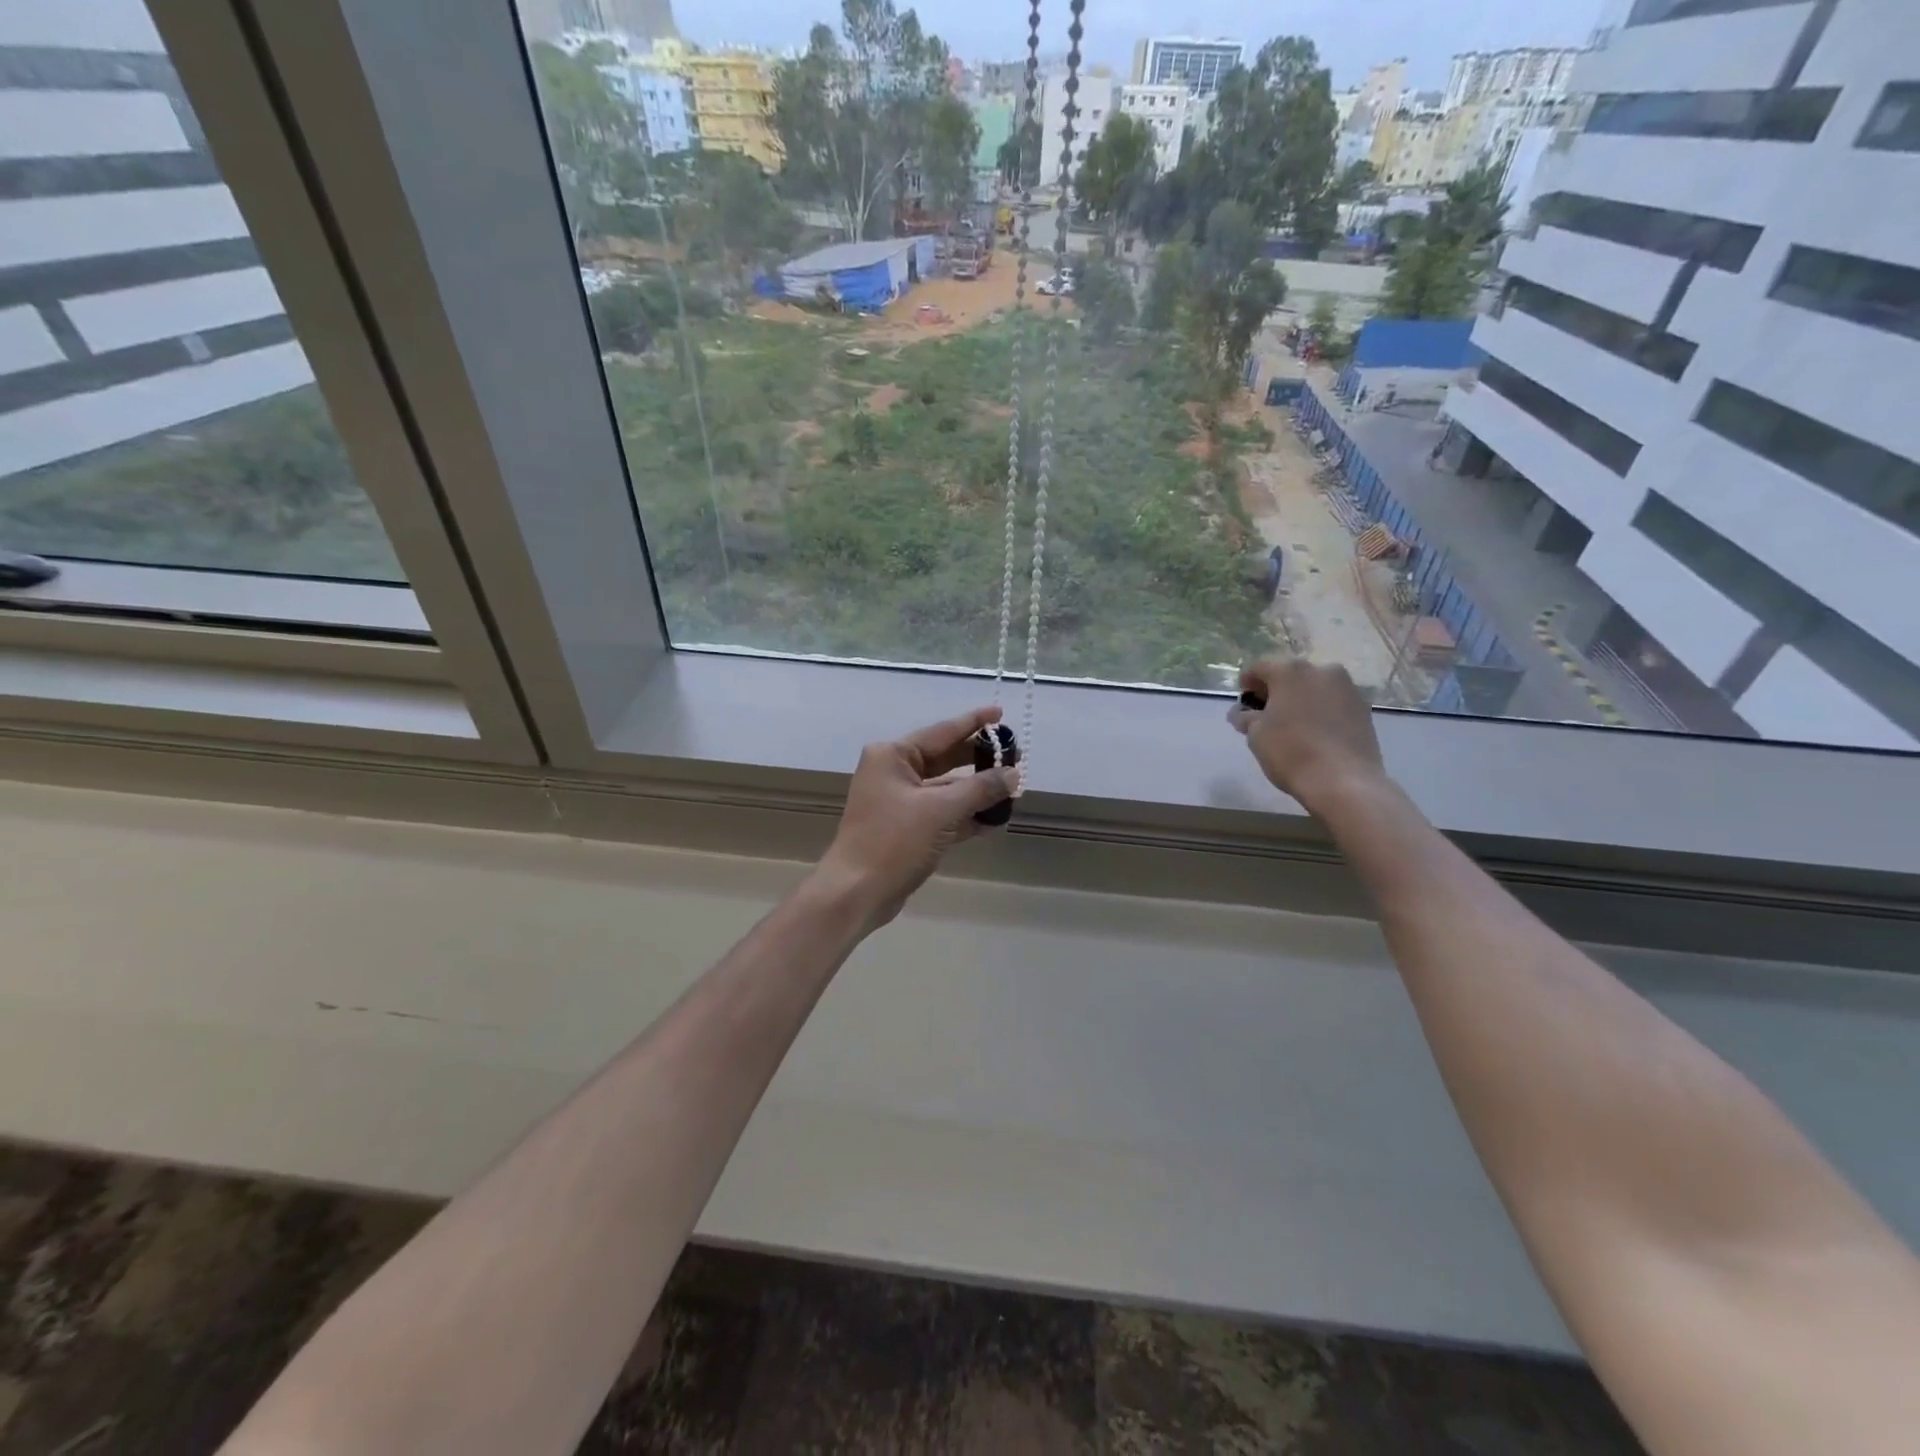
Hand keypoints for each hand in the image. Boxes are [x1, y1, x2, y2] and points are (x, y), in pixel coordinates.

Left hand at [813, 706, 1018, 929]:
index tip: (1000, 713)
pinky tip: (993, 821)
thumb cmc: (894, 841)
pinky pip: (941, 813)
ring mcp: (898, 802)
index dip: (974, 722)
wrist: (856, 893)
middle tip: (1015, 758)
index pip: (943, 731)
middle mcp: (893, 772)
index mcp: (893, 756)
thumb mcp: (941, 810)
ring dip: (976, 792)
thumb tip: (1013, 775)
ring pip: (946, 789)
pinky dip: (965, 816)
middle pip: (946, 759)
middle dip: (980, 761)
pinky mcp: (905, 828)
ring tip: (1012, 792)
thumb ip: (980, 788)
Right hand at [1228, 658, 1387, 814]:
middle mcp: (1321, 670)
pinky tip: (1315, 733)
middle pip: (1289, 674)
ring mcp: (1347, 687)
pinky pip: (1333, 702)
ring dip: (1300, 700)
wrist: (1344, 781)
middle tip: (1265, 715)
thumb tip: (1242, 713)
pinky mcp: (1364, 707)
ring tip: (1293, 726)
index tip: (1243, 705)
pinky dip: (1321, 710)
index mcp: (1290, 671)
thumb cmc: (1291, 752)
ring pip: (1314, 687)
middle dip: (1275, 691)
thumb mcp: (1256, 735)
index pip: (1258, 668)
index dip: (1246, 684)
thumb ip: (1246, 717)